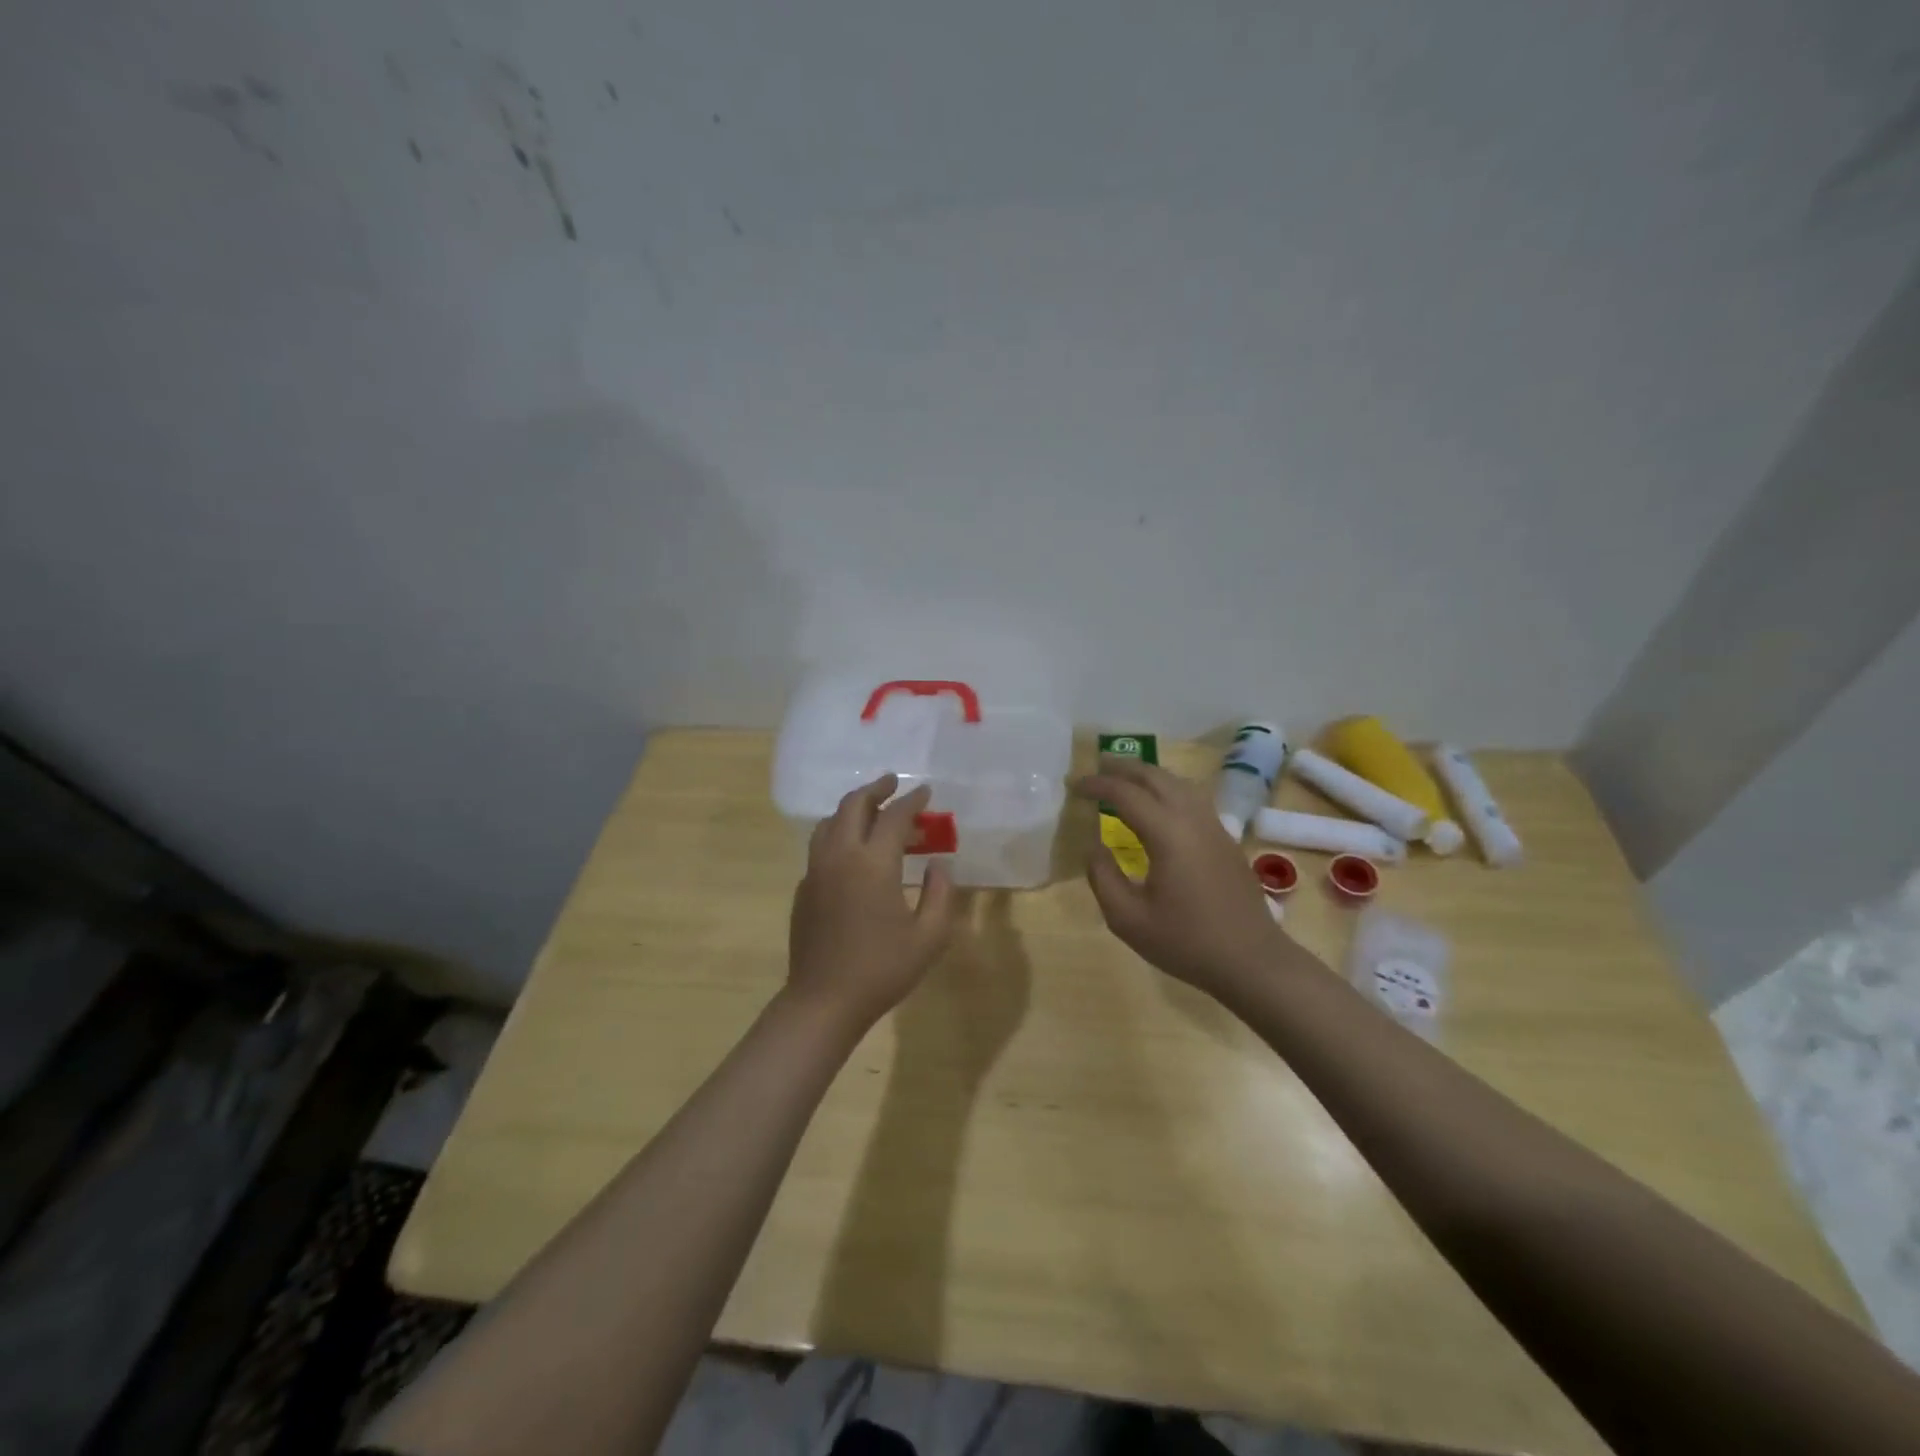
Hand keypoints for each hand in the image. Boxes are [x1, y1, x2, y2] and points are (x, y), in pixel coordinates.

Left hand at [788, 774, 958, 1030]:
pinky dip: (839, 833)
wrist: (824, 1001)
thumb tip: (938, 865)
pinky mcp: (804, 888)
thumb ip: (940, 895)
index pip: (894, 816)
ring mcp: (816, 871)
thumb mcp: (929, 937)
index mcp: (873, 864)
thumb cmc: (882, 970)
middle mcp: (840, 856)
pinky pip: (820, 845)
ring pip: (830, 821)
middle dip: (875, 789)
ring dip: (852, 808)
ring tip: (872, 811)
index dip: (912, 800)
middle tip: (893, 784)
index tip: (925, 792)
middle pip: (853, 805)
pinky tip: (853, 851)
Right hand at [1076, 754, 1293, 1000]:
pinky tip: (1158, 805)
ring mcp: (1214, 827)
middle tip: (1097, 766)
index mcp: (1167, 833)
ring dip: (1148, 775)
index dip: (1097, 785)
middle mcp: (1192, 819)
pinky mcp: (1225, 839)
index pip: (1126, 794)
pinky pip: (1192, 798)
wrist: (1252, 961)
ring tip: (1125, 778)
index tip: (1074, 786)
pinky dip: (1167, 789)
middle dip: (1124, 767)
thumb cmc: (1186, 942)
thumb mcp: (1128, 918)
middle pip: (1156, 777)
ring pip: (1178, 783)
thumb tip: (1093, 846)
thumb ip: (1103, 877)